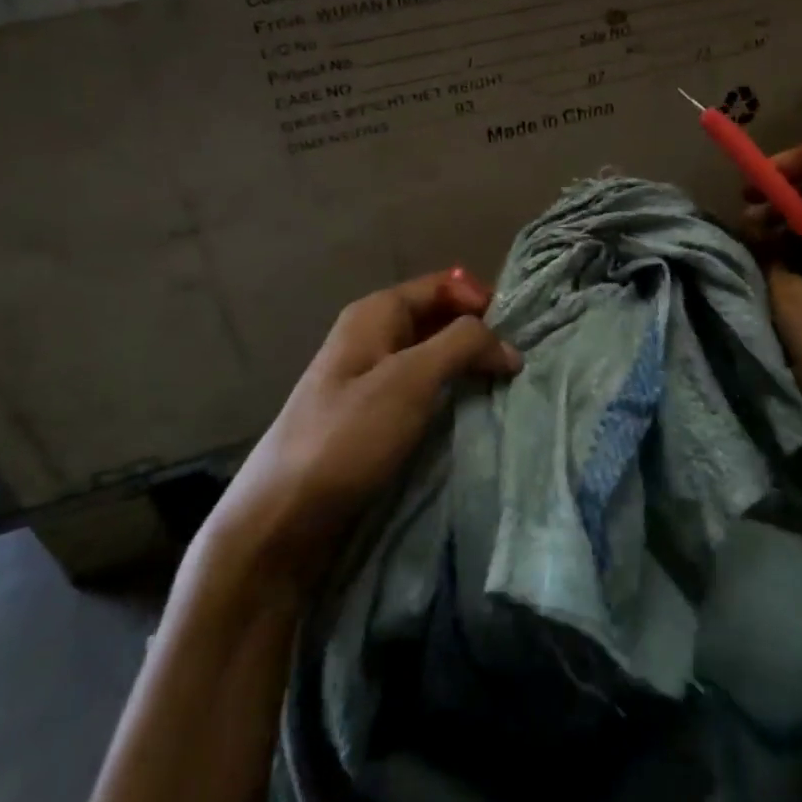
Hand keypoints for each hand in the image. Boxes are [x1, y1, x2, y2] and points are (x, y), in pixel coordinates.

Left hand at [198, 268, 521, 582]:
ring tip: (505, 388)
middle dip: (478, 334)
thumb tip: (508, 344)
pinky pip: (420, 391)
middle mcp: (371, 337)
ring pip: (430, 357)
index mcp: (375, 314)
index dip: (481, 300)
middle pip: (437, 319)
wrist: (283, 515)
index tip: (519, 332)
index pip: (441, 286)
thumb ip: (462, 345)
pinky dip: (449, 395)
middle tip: (519, 363)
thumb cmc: (348, 436)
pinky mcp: (371, 417)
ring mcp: (368, 379)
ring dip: (466, 367)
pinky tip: (471, 413)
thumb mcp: (410, 379)